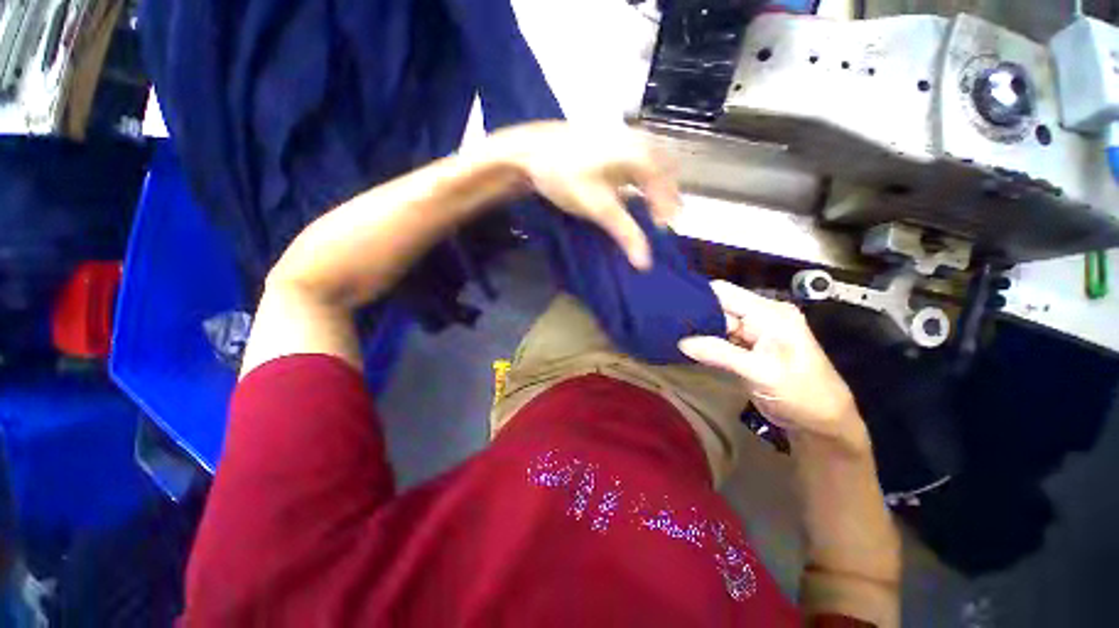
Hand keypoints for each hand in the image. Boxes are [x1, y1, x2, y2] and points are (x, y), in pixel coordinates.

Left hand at [487, 121, 680, 270]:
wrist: (530, 151)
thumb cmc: (567, 176)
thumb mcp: (598, 207)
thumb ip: (625, 232)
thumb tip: (645, 262)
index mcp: (641, 154)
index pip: (665, 186)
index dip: (667, 210)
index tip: (662, 232)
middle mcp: (638, 140)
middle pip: (664, 171)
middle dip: (666, 198)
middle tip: (661, 223)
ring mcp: (623, 137)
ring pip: (652, 165)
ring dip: (655, 188)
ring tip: (651, 211)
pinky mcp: (610, 141)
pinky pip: (637, 161)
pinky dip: (641, 179)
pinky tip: (632, 192)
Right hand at [679, 281, 866, 449]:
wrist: (823, 422)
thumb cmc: (801, 393)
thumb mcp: (761, 373)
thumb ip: (721, 354)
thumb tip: (682, 342)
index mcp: (769, 313)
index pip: (725, 293)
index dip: (698, 296)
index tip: (669, 304)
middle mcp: (760, 316)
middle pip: (719, 307)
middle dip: (694, 315)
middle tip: (666, 323)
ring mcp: (753, 333)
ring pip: (717, 323)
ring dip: (697, 330)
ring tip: (670, 332)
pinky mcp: (747, 348)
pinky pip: (721, 339)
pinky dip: (705, 342)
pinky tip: (685, 344)